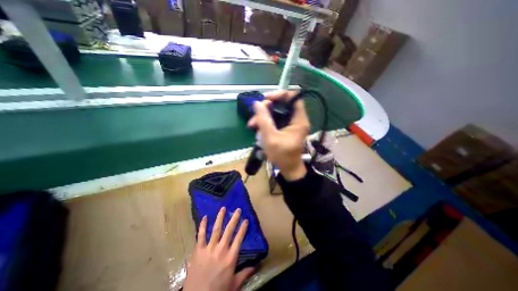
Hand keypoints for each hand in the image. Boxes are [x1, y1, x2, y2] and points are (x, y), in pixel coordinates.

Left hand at [182, 206, 254, 290]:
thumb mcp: (234, 285)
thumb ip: (245, 273)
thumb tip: (257, 265)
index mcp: (231, 257)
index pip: (239, 238)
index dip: (243, 228)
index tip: (246, 219)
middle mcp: (221, 249)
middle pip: (229, 230)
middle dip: (234, 218)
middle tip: (237, 209)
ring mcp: (209, 249)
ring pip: (216, 229)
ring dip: (220, 218)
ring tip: (223, 208)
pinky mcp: (198, 250)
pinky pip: (200, 235)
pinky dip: (202, 226)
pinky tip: (204, 217)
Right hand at [249, 90, 308, 181]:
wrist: (288, 169)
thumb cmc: (282, 155)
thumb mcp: (270, 138)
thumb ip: (263, 119)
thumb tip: (257, 103)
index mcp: (299, 120)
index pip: (293, 97)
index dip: (280, 94)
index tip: (266, 99)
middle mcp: (297, 119)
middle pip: (283, 104)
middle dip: (267, 108)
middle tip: (255, 115)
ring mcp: (292, 124)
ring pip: (277, 112)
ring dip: (264, 116)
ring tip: (252, 125)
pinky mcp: (286, 128)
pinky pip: (276, 119)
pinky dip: (266, 122)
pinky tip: (257, 128)